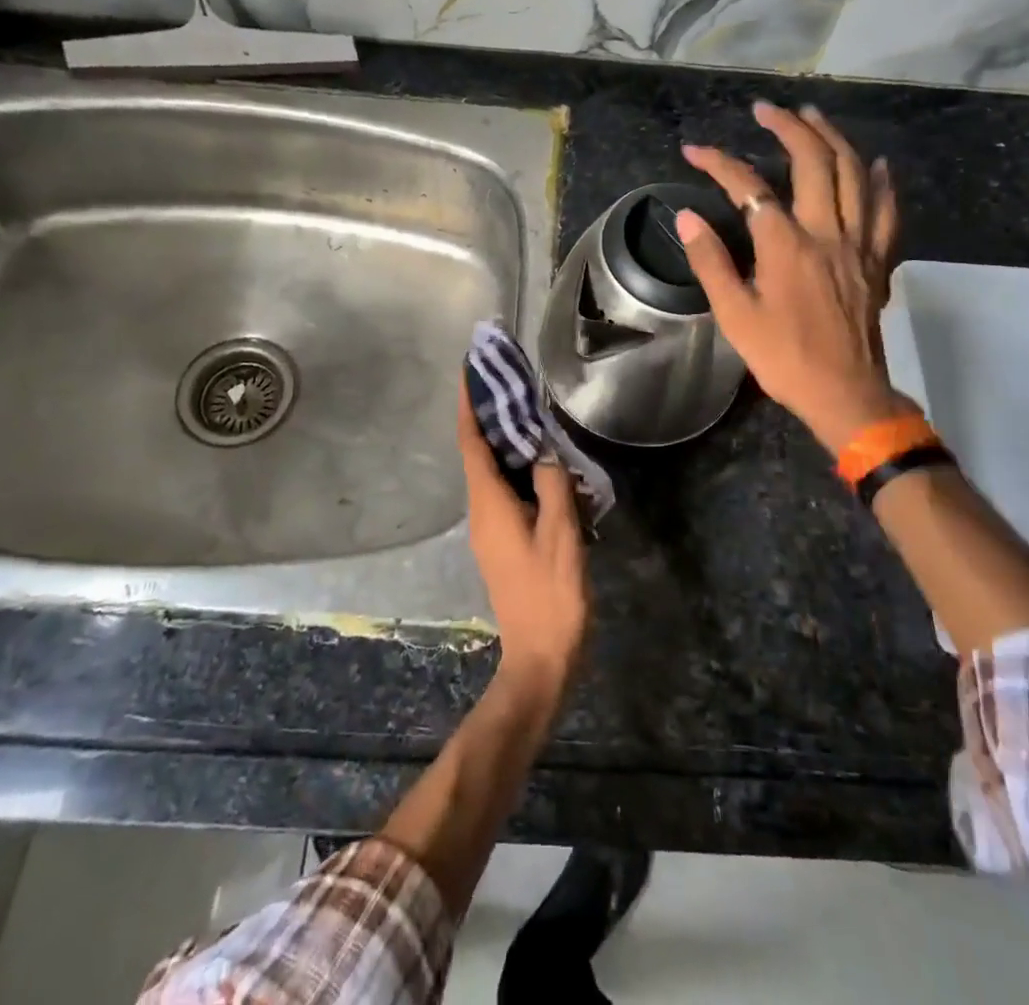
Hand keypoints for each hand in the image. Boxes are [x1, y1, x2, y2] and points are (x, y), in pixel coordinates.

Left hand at [457, 385, 588, 707]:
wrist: (541, 659)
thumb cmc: (551, 594)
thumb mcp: (560, 535)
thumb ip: (552, 485)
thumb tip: (545, 451)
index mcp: (489, 505)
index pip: (471, 442)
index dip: (468, 405)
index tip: (469, 370)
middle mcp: (481, 512)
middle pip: (479, 453)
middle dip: (488, 416)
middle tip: (510, 382)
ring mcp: (490, 529)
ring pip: (493, 472)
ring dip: (506, 442)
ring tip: (531, 413)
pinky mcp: (503, 541)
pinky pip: (506, 492)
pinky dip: (519, 469)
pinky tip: (546, 465)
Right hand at [678, 101, 913, 454]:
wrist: (844, 393)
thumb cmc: (783, 358)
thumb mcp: (735, 316)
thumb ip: (711, 263)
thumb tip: (687, 218)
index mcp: (786, 246)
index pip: (749, 188)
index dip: (719, 163)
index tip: (694, 150)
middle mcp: (827, 233)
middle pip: (813, 162)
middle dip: (788, 127)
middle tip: (766, 110)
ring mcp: (859, 244)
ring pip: (854, 174)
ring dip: (832, 138)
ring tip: (813, 116)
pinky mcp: (877, 261)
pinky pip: (886, 211)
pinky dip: (880, 181)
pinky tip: (874, 163)